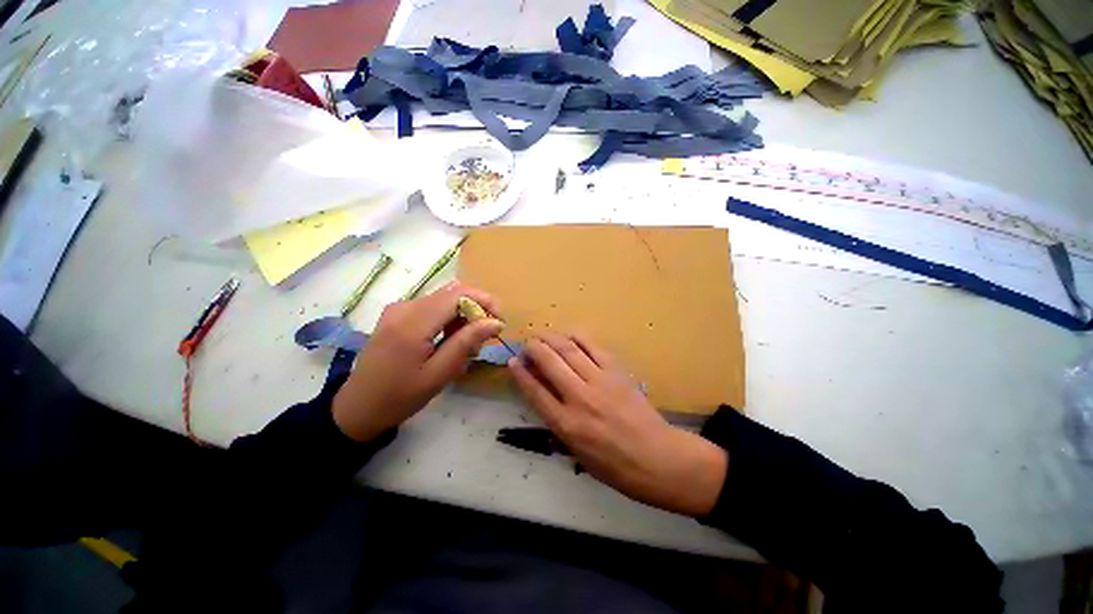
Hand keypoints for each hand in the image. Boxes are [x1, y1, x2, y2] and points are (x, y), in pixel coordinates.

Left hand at [332, 282, 503, 442]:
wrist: (359, 406)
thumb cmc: (401, 396)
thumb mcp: (439, 373)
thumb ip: (467, 342)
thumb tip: (495, 322)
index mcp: (413, 323)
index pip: (459, 294)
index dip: (485, 302)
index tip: (499, 323)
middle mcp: (405, 307)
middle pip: (453, 293)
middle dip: (476, 310)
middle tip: (484, 338)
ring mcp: (399, 308)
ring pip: (444, 299)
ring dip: (463, 316)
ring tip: (468, 345)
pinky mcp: (397, 314)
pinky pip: (432, 306)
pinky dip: (449, 318)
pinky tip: (449, 340)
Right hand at [509, 333, 727, 516]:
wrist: (658, 458)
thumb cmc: (615, 466)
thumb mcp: (577, 455)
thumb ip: (557, 424)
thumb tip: (543, 397)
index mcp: (566, 425)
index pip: (535, 391)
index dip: (520, 373)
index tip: (513, 361)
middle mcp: (579, 398)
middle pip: (549, 362)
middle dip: (533, 348)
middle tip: (527, 344)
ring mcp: (600, 381)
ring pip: (569, 349)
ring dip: (551, 338)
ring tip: (543, 335)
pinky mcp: (617, 372)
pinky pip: (593, 347)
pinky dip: (578, 337)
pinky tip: (569, 335)